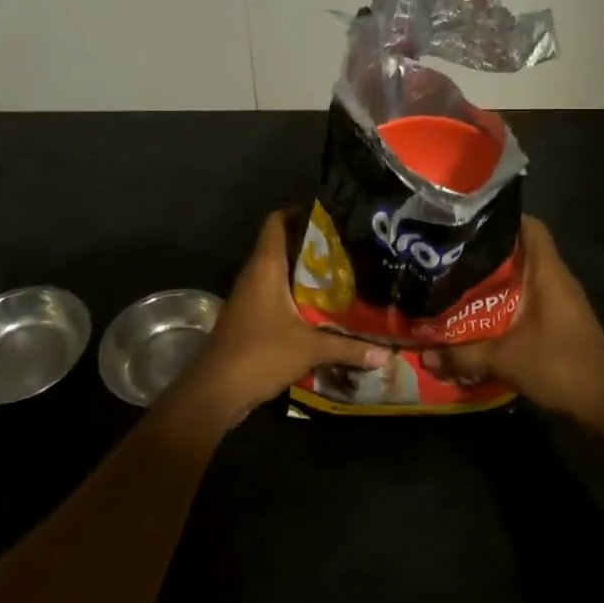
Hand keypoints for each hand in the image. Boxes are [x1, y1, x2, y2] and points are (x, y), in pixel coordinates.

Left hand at [164, 210, 388, 430]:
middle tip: (348, 246)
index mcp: (265, 267)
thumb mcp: (310, 348)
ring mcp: (248, 298)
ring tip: (342, 274)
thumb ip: (349, 347)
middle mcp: (254, 275)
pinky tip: (321, 309)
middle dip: (312, 245)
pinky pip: (275, 297)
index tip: (330, 213)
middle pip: (282, 246)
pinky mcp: (248, 319)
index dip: (299, 211)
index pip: (277, 222)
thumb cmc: (260, 354)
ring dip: (304, 274)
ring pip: (278, 273)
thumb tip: (388, 354)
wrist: (215, 391)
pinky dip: (295, 297)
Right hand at [426, 217, 603, 420]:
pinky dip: (506, 299)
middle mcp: (556, 278)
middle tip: (452, 254)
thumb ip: (463, 355)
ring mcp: (561, 300)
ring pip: (524, 275)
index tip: (468, 223)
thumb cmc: (559, 366)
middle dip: (488, 251)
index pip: (531, 226)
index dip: (502, 218)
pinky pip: (528, 296)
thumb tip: (425, 355)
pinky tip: (481, 312)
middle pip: (521, 249)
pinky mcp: (559, 319)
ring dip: (495, 278)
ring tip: (459, 280)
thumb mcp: (505, 360)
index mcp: (548, 272)